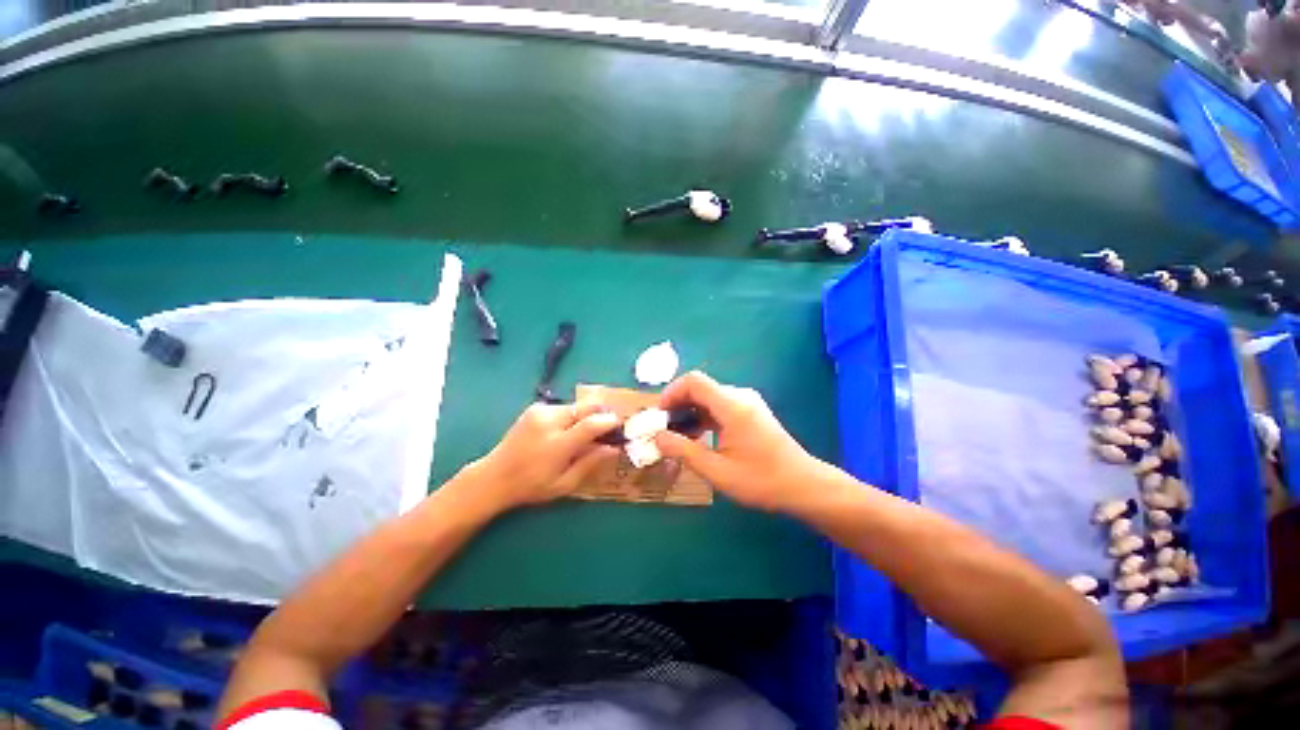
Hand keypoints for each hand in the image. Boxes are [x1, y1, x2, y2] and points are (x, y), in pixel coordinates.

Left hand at [470, 400, 621, 510]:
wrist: (494, 476)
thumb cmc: (532, 486)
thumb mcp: (564, 484)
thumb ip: (590, 463)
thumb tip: (614, 448)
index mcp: (557, 445)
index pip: (591, 424)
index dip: (610, 422)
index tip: (619, 426)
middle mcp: (549, 422)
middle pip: (586, 407)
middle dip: (601, 413)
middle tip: (607, 427)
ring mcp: (540, 411)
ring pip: (577, 406)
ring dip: (585, 416)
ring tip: (582, 434)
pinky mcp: (535, 408)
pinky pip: (563, 407)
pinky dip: (571, 416)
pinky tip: (564, 431)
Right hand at [654, 371, 823, 511]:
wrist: (804, 485)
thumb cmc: (762, 481)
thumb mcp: (718, 471)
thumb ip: (684, 451)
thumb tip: (657, 437)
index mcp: (732, 406)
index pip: (694, 381)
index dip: (671, 393)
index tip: (659, 416)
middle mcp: (740, 396)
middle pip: (700, 388)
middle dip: (677, 405)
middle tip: (664, 430)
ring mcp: (747, 402)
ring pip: (708, 397)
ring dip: (689, 412)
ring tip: (678, 437)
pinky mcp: (750, 411)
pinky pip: (719, 406)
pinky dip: (703, 417)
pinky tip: (697, 437)